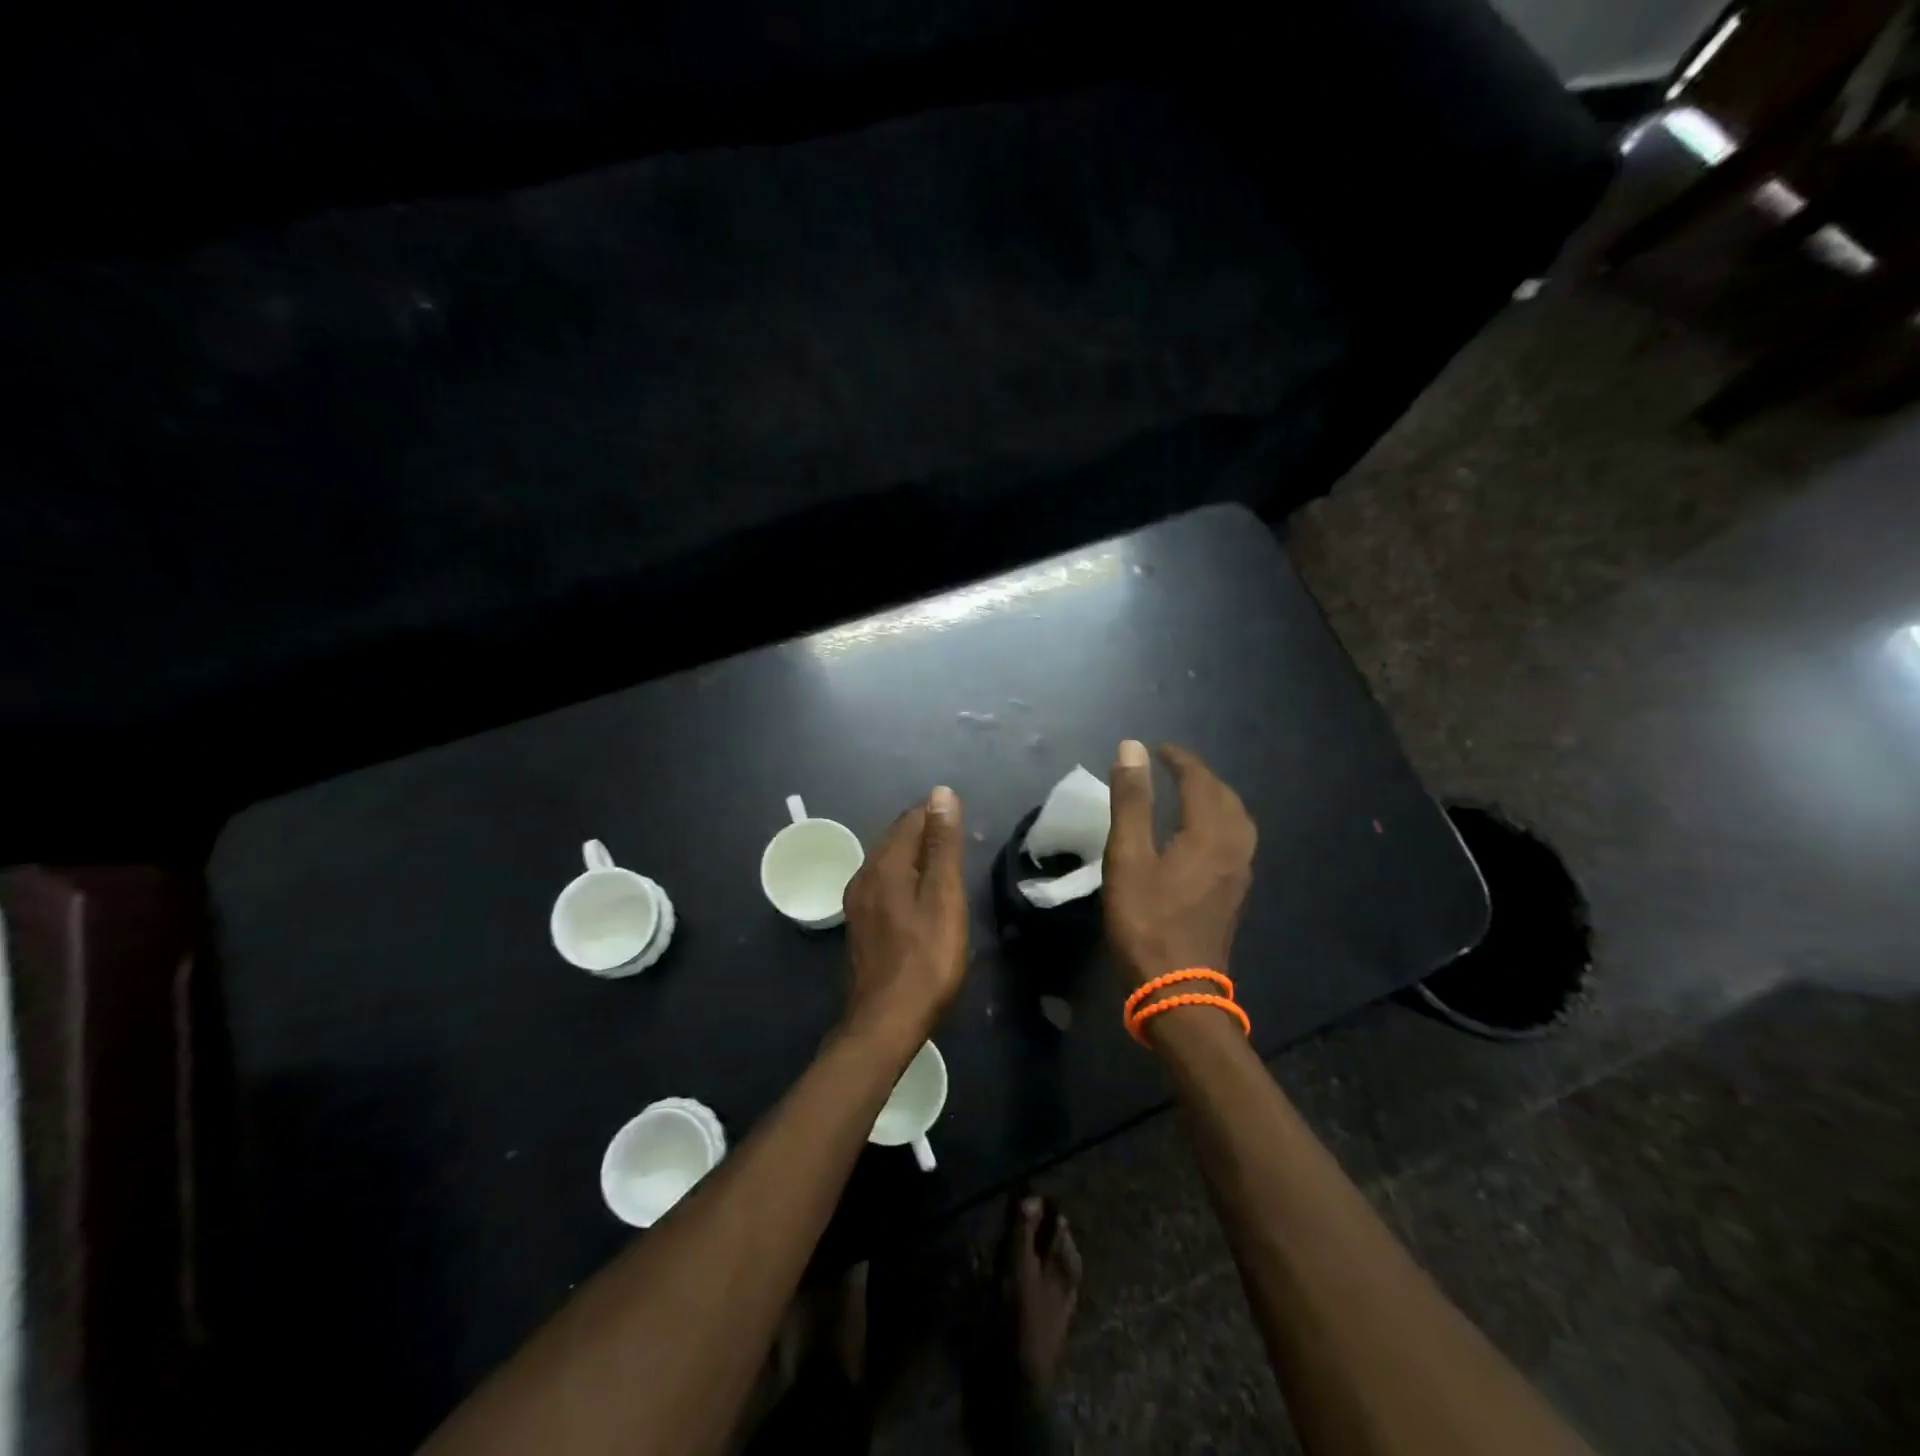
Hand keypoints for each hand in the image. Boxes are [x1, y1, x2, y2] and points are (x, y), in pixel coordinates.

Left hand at [842, 786, 968, 1040]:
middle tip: (958, 845)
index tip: (963, 826)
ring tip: (944, 869)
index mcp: (884, 865)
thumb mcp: (943, 898)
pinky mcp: (859, 924)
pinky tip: (920, 897)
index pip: (911, 819)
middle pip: (896, 838)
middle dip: (925, 833)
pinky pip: (883, 884)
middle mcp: (863, 875)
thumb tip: (941, 793)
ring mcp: (857, 901)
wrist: (885, 1022)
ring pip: (888, 861)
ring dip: (915, 857)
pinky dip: (904, 879)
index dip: (938, 815)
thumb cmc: (926, 960)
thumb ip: (942, 845)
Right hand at [1102, 741, 1256, 989]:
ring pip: (1237, 821)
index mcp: (1210, 834)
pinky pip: (1236, 841)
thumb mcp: (1128, 856)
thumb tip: (1132, 748)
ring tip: (1190, 794)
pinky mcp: (1234, 895)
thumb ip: (1132, 800)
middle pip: (1226, 798)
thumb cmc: (1147, 921)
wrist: (1178, 990)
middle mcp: (1234, 848)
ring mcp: (1239, 874)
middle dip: (1201, 777)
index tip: (1159, 749)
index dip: (1181, 760)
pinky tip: (1201, 835)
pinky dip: (1220, 822)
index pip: (1201, 782)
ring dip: (1216, 799)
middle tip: (1173, 768)